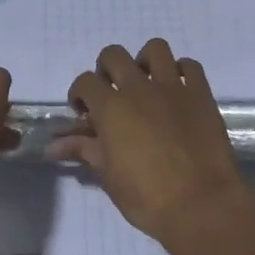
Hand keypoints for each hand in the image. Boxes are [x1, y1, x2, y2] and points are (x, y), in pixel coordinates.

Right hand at [48, 39, 254, 247]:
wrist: (201, 205)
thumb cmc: (147, 197)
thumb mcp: (108, 175)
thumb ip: (83, 150)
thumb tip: (53, 146)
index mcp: (111, 107)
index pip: (84, 82)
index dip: (79, 95)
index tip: (85, 114)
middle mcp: (139, 87)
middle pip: (114, 55)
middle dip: (106, 70)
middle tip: (112, 94)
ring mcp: (173, 87)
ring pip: (155, 49)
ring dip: (145, 61)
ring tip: (146, 83)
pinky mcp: (201, 94)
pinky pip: (190, 66)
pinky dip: (181, 72)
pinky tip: (177, 91)